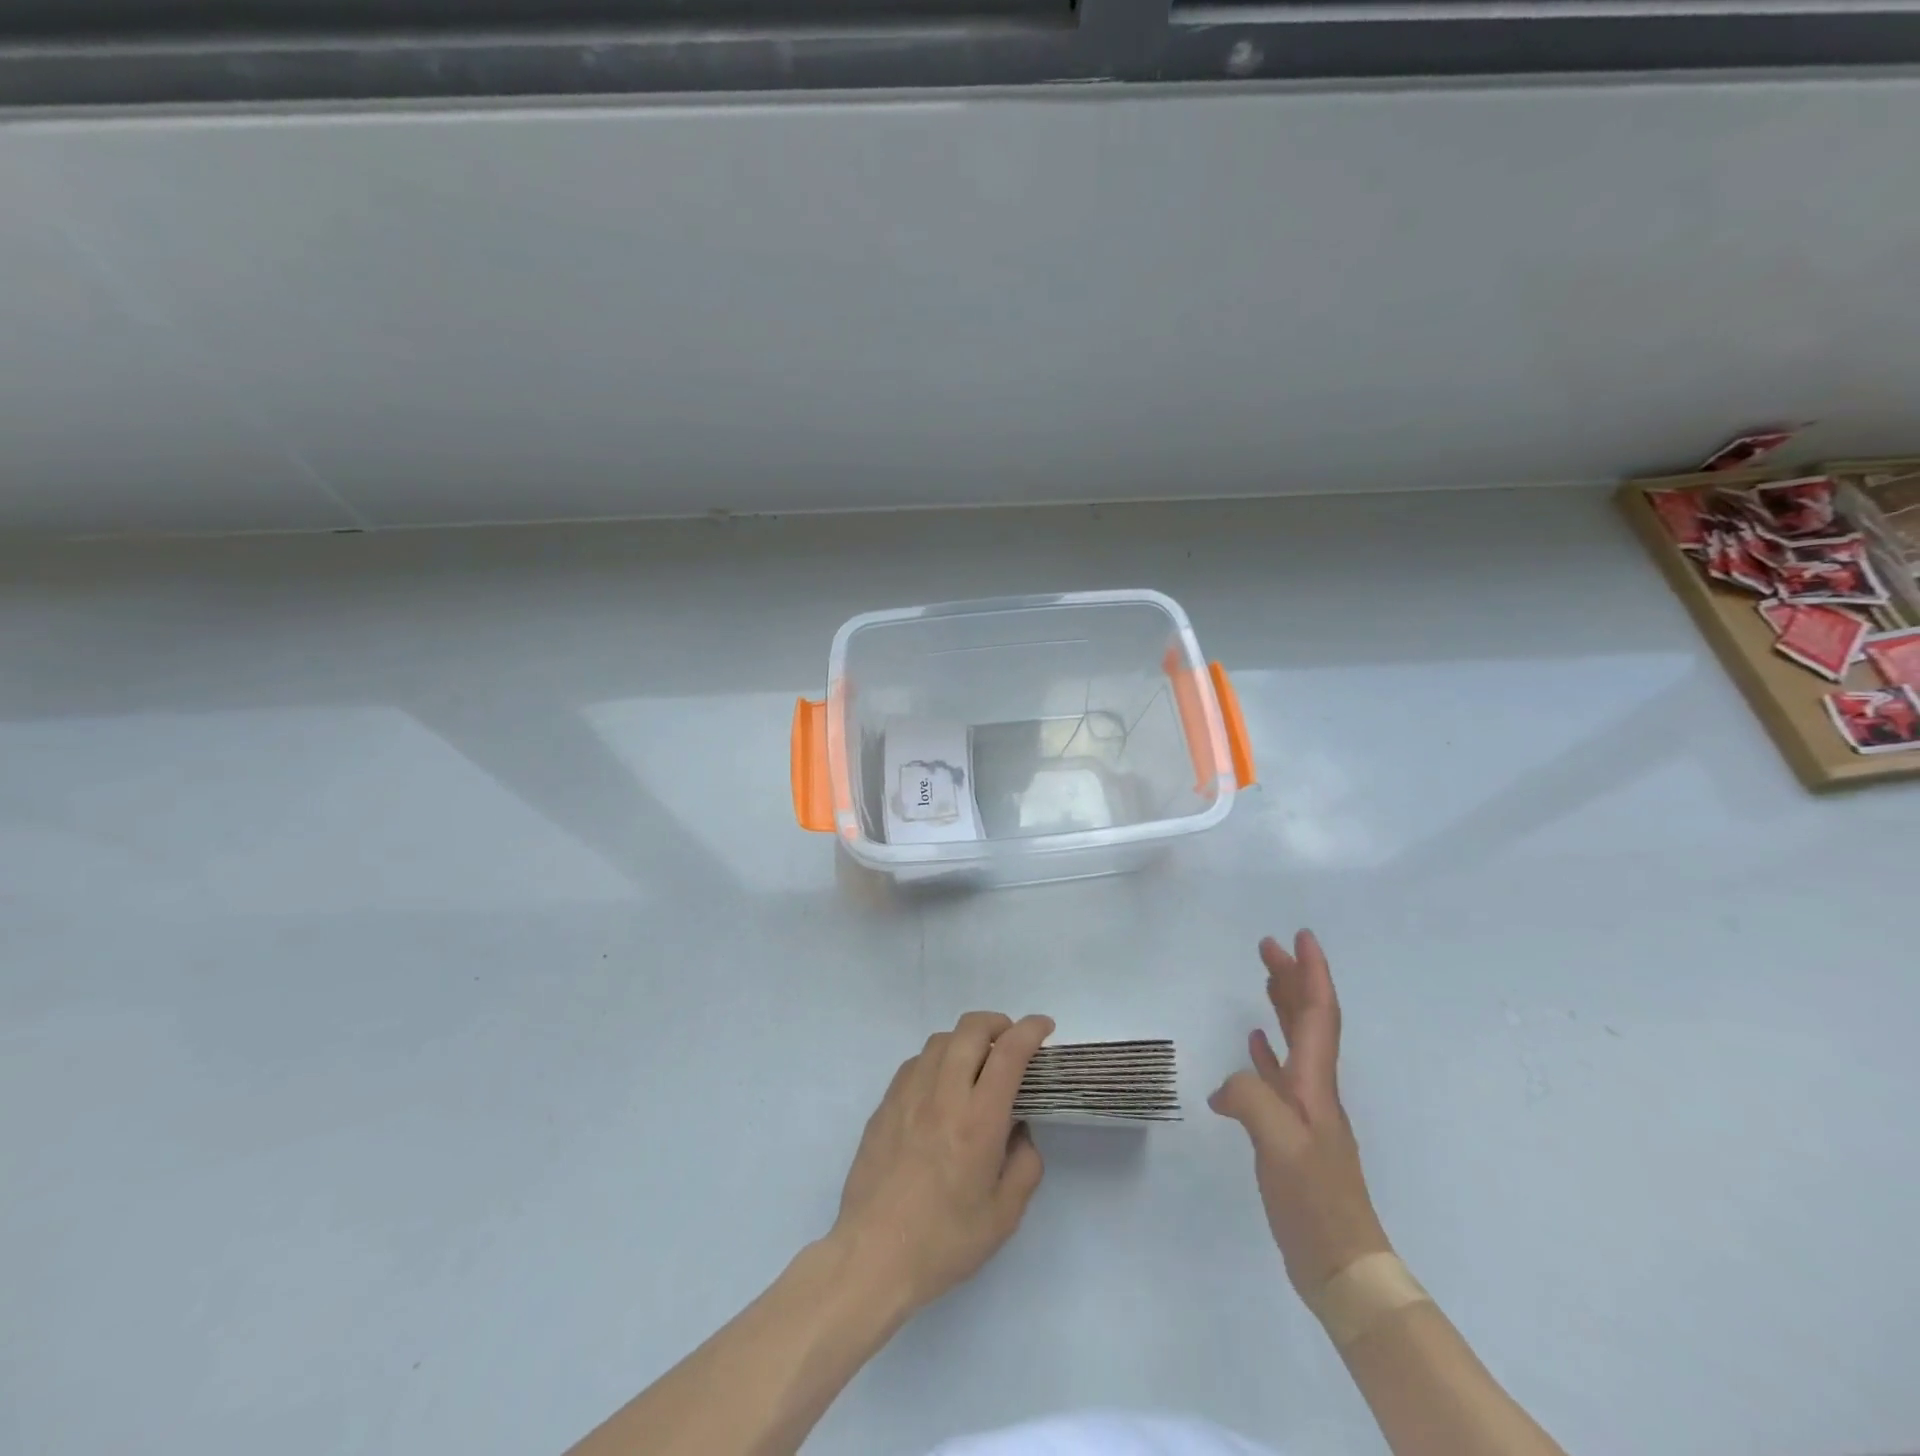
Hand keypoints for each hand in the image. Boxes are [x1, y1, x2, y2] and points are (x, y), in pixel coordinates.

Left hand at [830, 1011, 1054, 1316]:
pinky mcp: (885, 1104)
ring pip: (940, 1040)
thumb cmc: (944, 1242)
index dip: (1030, 1030)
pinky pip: (916, 1063)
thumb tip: (1019, 1130)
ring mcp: (908, 1095)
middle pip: (971, 1029)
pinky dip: (937, 1060)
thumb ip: (1024, 1164)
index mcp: (978, 1121)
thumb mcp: (1004, 1215)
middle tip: (1012, 1043)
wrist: (872, 1256)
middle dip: (998, 1023)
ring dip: (966, 1040)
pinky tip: (941, 1088)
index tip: (1044, 1026)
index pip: (1009, 1054)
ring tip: (977, 1064)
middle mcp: (943, 1095)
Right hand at [1209, 931, 1389, 1296]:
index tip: (1301, 937)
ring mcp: (1304, 1111)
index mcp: (1315, 1084)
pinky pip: (1278, 1074)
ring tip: (1264, 976)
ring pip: (1294, 1042)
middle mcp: (1314, 1089)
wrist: (1342, 1264)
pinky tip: (1252, 1043)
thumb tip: (1225, 1087)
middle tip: (1268, 945)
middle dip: (1292, 978)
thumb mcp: (1279, 1145)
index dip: (1312, 974)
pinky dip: (1266, 1050)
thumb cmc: (1315, 1201)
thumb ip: (1251, 1099)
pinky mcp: (1290, 1132)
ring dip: (1281, 1005)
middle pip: (1307, 1020)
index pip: (1318, 1014)